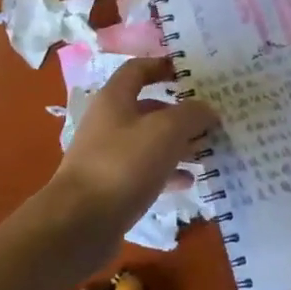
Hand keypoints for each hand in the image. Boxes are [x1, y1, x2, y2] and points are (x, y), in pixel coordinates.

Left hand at [44, 59, 215, 269]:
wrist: (79, 224)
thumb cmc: (123, 165)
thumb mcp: (166, 131)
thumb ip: (191, 114)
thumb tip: (207, 109)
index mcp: (114, 98)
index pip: (138, 69)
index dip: (162, 65)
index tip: (190, 72)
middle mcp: (108, 122)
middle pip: (147, 108)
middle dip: (179, 113)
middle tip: (211, 119)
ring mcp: (107, 156)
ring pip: (149, 142)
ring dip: (178, 144)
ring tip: (208, 151)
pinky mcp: (111, 187)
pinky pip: (145, 172)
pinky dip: (167, 173)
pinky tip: (190, 181)